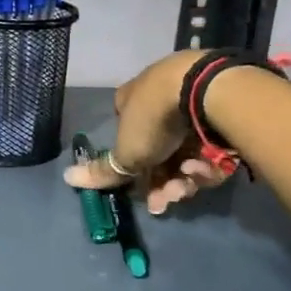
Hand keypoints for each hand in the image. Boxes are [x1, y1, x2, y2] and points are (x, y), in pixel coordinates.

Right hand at [62, 50, 234, 214]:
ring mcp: (193, 104)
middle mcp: (160, 100)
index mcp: (132, 101)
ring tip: (188, 184)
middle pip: (160, 153)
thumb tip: (67, 177)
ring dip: (185, 177)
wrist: (207, 90)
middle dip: (162, 183)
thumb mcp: (126, 152)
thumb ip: (103, 170)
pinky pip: (212, 147)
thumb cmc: (155, 119)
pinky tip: (207, 167)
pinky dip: (208, 162)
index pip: (127, 138)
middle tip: (168, 200)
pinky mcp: (223, 112)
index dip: (134, 170)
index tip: (144, 194)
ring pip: (187, 154)